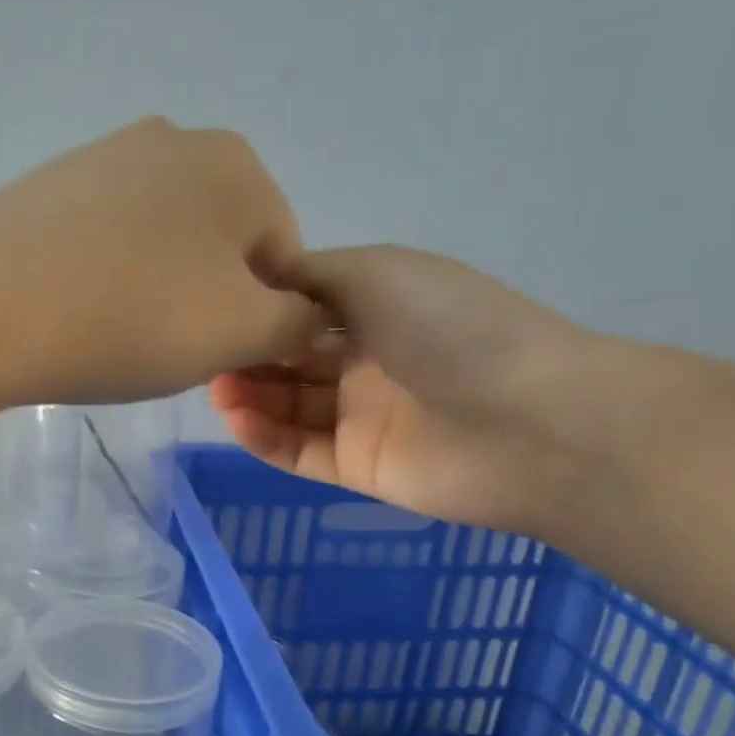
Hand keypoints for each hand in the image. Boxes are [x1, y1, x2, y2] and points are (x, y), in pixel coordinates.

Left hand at [0, 119, 323, 418]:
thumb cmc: (133, 318)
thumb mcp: (240, 333)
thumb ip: (296, 324)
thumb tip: (308, 317)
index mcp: (238, 165)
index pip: (284, 257)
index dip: (264, 319)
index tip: (223, 358)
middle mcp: (177, 140)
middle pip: (221, 244)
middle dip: (210, 300)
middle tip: (170, 348)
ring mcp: (105, 155)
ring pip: (163, 241)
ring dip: (159, 289)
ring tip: (119, 331)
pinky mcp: (50, 184)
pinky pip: (106, 239)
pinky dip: (108, 275)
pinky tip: (80, 307)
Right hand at [210, 245, 595, 531]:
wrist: (526, 423)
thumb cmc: (450, 329)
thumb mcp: (377, 274)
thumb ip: (309, 274)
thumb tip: (257, 269)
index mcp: (378, 307)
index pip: (302, 309)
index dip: (259, 311)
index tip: (216, 311)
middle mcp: (367, 360)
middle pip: (290, 360)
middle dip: (248, 357)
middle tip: (208, 358)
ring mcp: (362, 417)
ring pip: (289, 407)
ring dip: (249, 397)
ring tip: (217, 391)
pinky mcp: (358, 466)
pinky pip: (300, 451)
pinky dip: (265, 438)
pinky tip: (237, 421)